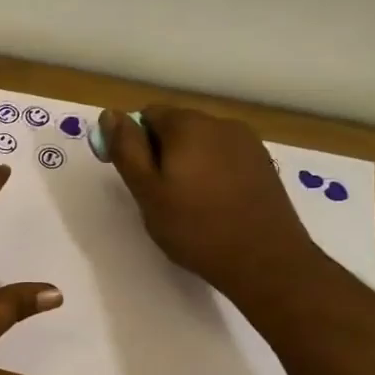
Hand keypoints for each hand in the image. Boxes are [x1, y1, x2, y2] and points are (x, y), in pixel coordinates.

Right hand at [101, 106, 319, 304]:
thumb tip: (110, 114)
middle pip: (176, 126)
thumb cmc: (195, 227)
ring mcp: (247, 142)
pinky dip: (211, 171)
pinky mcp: (263, 163)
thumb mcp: (147, 191)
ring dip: (186, 162)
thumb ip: (126, 149)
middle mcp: (220, 123)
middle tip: (157, 195)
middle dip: (160, 152)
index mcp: (188, 125)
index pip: (147, 115)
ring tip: (186, 202)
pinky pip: (224, 157)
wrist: (264, 260)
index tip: (133, 177)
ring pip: (201, 142)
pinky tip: (213, 203)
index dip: (132, 142)